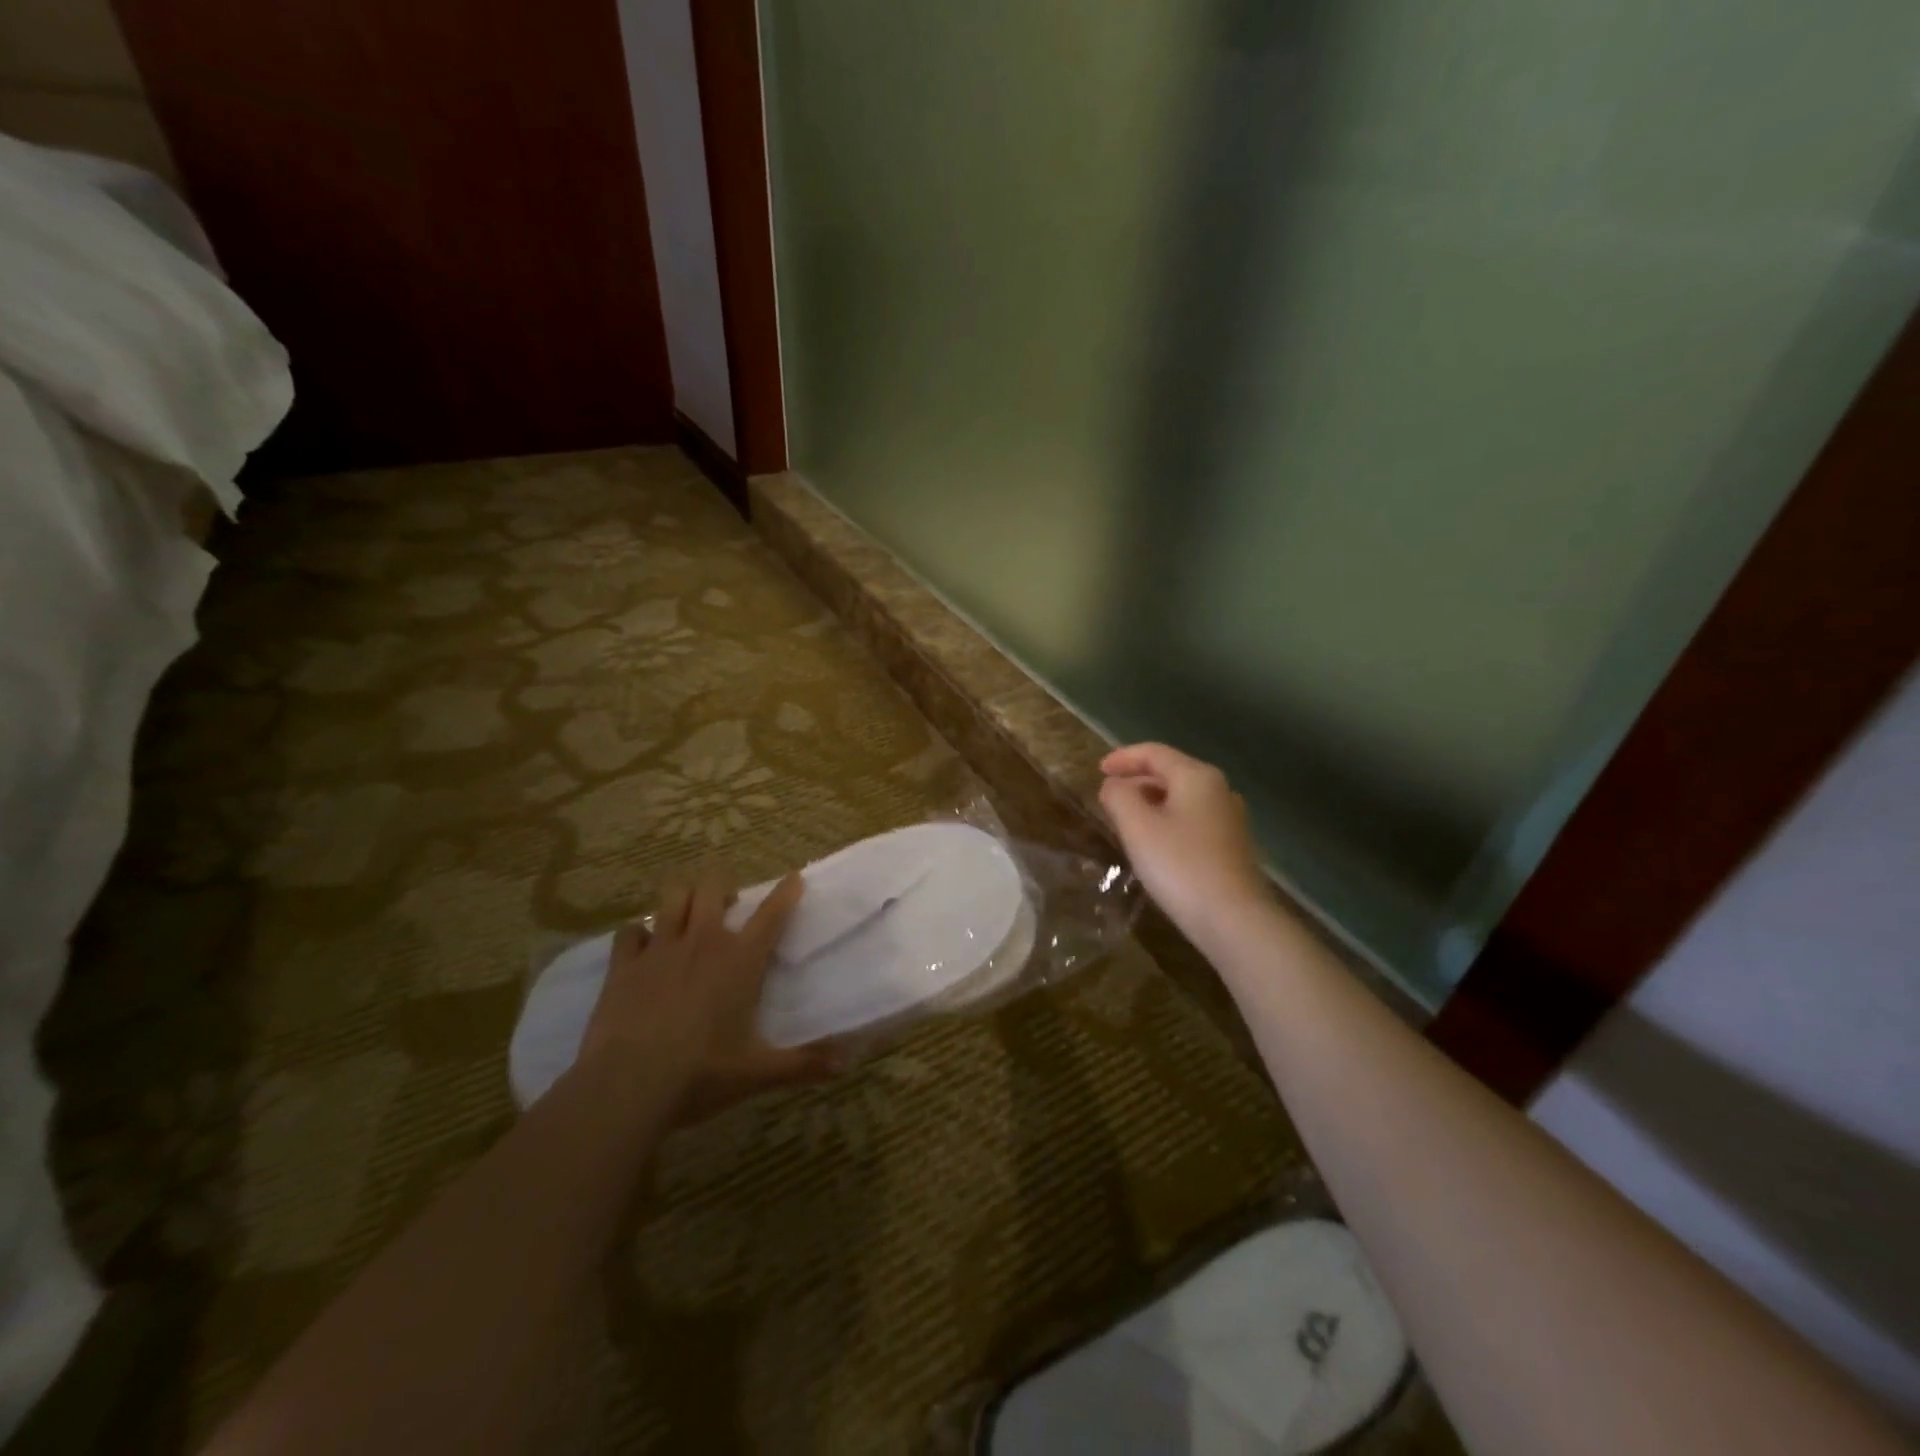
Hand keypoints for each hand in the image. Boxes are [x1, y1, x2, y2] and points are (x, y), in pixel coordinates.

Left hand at [580, 874, 838, 1122]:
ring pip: (672, 898)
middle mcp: (702, 942)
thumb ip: (803, 1065)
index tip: (794, 878)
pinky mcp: (623, 965)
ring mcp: (659, 949)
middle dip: (721, 889)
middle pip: (712, 888)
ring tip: (688, 915)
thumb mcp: (757, 1073)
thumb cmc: (701, 1074)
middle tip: (727, 907)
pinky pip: (630, 931)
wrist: (626, 1087)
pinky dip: (639, 933)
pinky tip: (643, 947)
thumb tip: (846, 1064)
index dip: (786, 892)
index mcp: (740, 961)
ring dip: (683, 899)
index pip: (771, 914)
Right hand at [1099, 743, 1271, 937]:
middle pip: (1171, 772)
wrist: (1234, 919)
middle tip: (1109, 797)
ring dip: (1151, 802)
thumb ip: (1119, 797)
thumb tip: (1114, 785)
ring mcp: (1230, 818)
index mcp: (1196, 776)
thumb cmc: (1180, 866)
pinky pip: (1192, 819)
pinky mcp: (1232, 845)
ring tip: (1126, 820)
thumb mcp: (1137, 827)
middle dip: (1137, 780)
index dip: (1123, 758)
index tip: (1098, 770)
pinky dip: (1168, 820)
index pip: (1154, 753)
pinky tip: (1154, 843)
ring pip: (1182, 798)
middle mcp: (1219, 789)